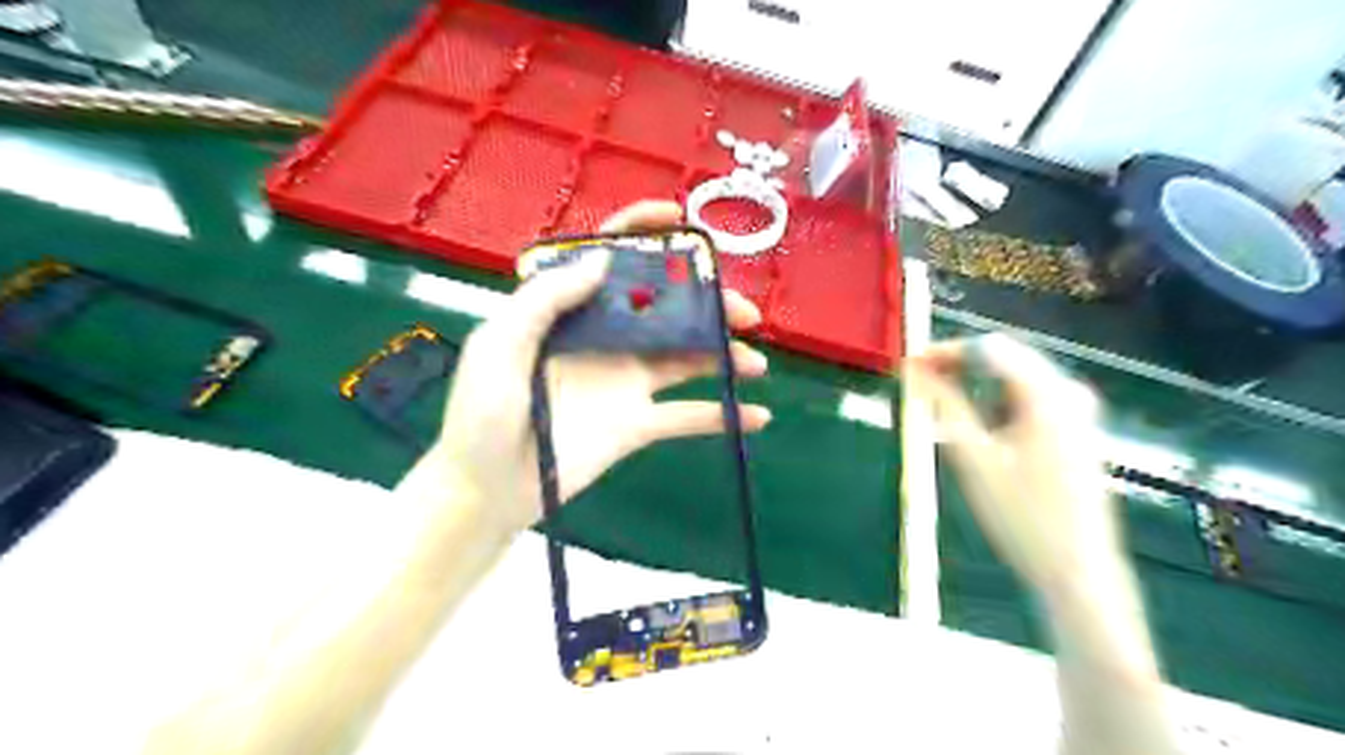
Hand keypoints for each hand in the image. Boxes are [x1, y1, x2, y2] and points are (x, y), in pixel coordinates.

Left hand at [429, 202, 765, 535]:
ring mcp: (625, 382)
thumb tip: (606, 258)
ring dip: (724, 356)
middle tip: (743, 313)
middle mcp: (605, 339)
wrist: (486, 489)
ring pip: (685, 358)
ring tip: (755, 362)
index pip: (610, 258)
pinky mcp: (637, 424)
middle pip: (665, 308)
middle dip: (707, 304)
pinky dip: (723, 416)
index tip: (682, 221)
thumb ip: (546, 299)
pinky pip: (686, 417)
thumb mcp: (499, 345)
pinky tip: (758, 416)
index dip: (644, 232)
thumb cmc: (481, 413)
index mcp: (570, 311)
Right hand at [907, 335, 1119, 596]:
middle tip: (919, 387)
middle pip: (1005, 359)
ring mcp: (1079, 412)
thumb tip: (914, 370)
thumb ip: (944, 405)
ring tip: (943, 413)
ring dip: (977, 388)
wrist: (1077, 572)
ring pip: (1015, 380)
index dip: (945, 351)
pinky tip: (981, 432)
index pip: (988, 348)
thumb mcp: (972, 458)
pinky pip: (1030, 400)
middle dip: (959, 368)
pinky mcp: (1078, 431)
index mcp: (1048, 394)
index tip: (910, 366)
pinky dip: (997, 406)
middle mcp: (1070, 392)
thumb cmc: (1021, 516)